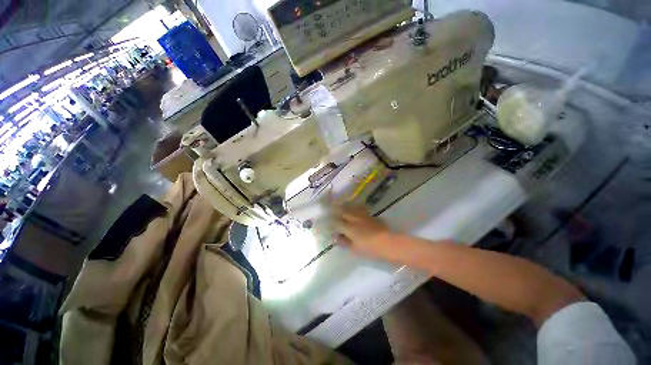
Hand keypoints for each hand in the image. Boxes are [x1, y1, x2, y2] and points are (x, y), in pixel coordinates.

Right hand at [335, 206, 397, 260]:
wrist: (389, 243)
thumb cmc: (370, 249)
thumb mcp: (355, 249)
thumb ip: (344, 243)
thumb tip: (337, 238)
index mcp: (349, 228)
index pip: (336, 222)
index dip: (332, 223)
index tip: (329, 224)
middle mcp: (354, 219)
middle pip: (342, 211)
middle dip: (337, 211)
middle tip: (334, 213)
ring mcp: (362, 215)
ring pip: (351, 208)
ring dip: (345, 208)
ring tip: (342, 209)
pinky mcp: (370, 215)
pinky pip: (359, 209)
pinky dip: (355, 209)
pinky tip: (355, 210)